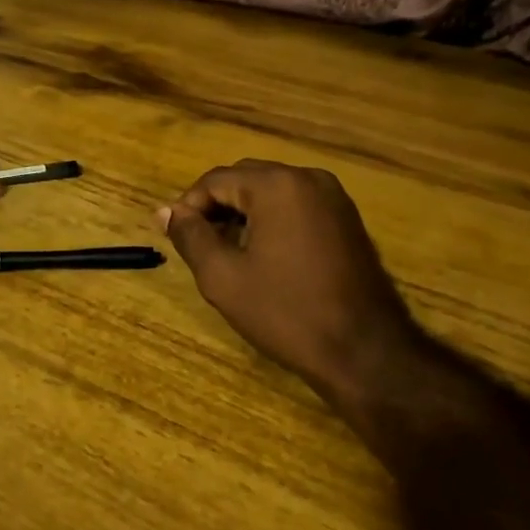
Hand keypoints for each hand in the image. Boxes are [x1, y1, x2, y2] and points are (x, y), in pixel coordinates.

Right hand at [160, 161, 422, 408]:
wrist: (364, 351)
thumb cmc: (286, 312)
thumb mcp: (223, 277)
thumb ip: (190, 236)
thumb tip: (165, 211)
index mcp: (277, 185)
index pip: (216, 180)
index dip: (189, 207)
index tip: (176, 238)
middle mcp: (308, 178)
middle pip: (245, 179)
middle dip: (217, 207)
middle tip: (200, 247)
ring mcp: (334, 197)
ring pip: (272, 192)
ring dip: (244, 214)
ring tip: (229, 254)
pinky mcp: (347, 219)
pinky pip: (297, 206)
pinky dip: (272, 221)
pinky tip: (264, 256)